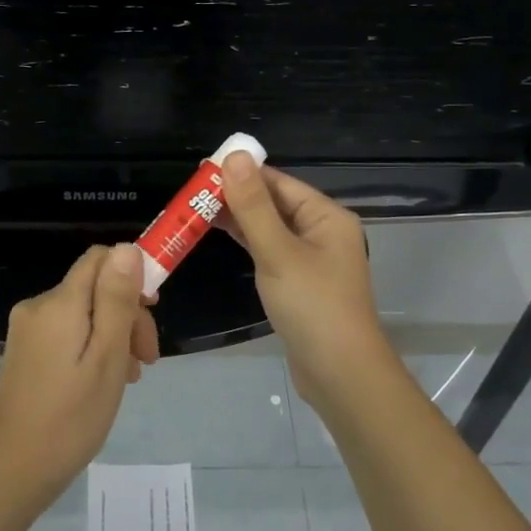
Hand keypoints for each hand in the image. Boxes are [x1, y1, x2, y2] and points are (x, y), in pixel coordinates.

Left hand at [0, 244, 156, 500]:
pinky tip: (103, 380)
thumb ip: (117, 300)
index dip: (133, 274)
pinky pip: (67, 332)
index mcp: (59, 303)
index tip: (154, 311)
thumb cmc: (71, 417)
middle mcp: (38, 306)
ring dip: (113, 334)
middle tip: (147, 359)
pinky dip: (92, 347)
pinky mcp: (24, 351)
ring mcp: (27, 330)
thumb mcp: (107, 357)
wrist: (13, 471)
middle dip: (127, 313)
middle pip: (95, 287)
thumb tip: (127, 248)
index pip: (101, 258)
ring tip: (128, 377)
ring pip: (84, 312)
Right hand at [217, 151, 397, 415]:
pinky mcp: (300, 283)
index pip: (279, 182)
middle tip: (191, 192)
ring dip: (238, 219)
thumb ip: (253, 206)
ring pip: (270, 228)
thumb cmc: (312, 306)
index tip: (202, 170)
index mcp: (326, 216)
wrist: (340, 373)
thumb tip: (234, 156)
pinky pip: (270, 250)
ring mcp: (312, 259)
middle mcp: (322, 231)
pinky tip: (220, 236)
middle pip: (274, 203)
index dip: (242, 173)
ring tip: (196, 209)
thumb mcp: (278, 252)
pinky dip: (247, 242)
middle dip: (236, 195)